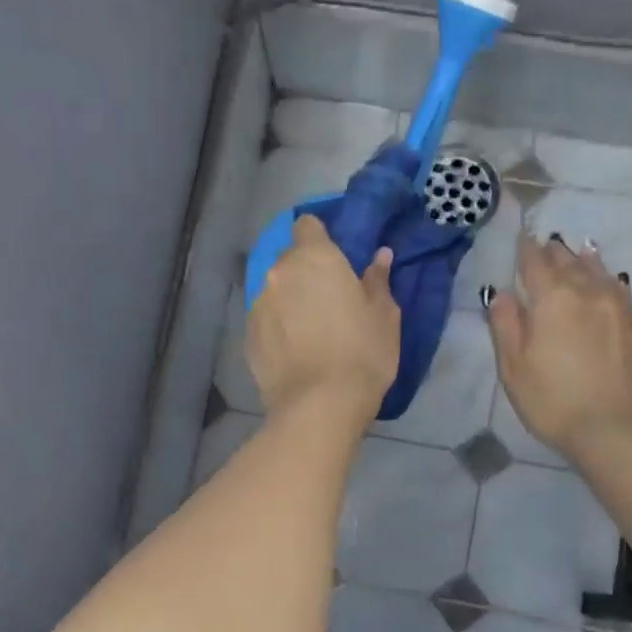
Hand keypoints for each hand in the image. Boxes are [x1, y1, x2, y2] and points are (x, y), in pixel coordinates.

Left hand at [249, 215, 399, 420]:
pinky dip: (277, 329)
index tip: (336, 258)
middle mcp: (279, 273)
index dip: (320, 237)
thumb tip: (379, 256)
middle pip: (290, 260)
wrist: (319, 406)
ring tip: (310, 332)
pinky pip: (265, 321)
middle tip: (329, 300)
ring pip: (275, 292)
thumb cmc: (362, 354)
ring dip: (289, 301)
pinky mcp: (247, 337)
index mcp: (315, 258)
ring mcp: (258, 306)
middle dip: (305, 272)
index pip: (307, 225)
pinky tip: (295, 353)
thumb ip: (377, 281)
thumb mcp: (384, 316)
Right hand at [485, 234, 631, 461]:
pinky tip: (609, 282)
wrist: (619, 430)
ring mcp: (619, 307)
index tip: (522, 238)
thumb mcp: (514, 368)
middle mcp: (588, 292)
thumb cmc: (554, 401)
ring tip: (579, 250)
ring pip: (599, 271)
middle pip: (569, 262)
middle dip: (554, 252)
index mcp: (552, 298)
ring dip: (584, 260)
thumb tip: (502, 294)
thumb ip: (505, 325)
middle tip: (547, 243)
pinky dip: (608, 280)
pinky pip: (620, 290)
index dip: (526, 249)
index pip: (535, 262)